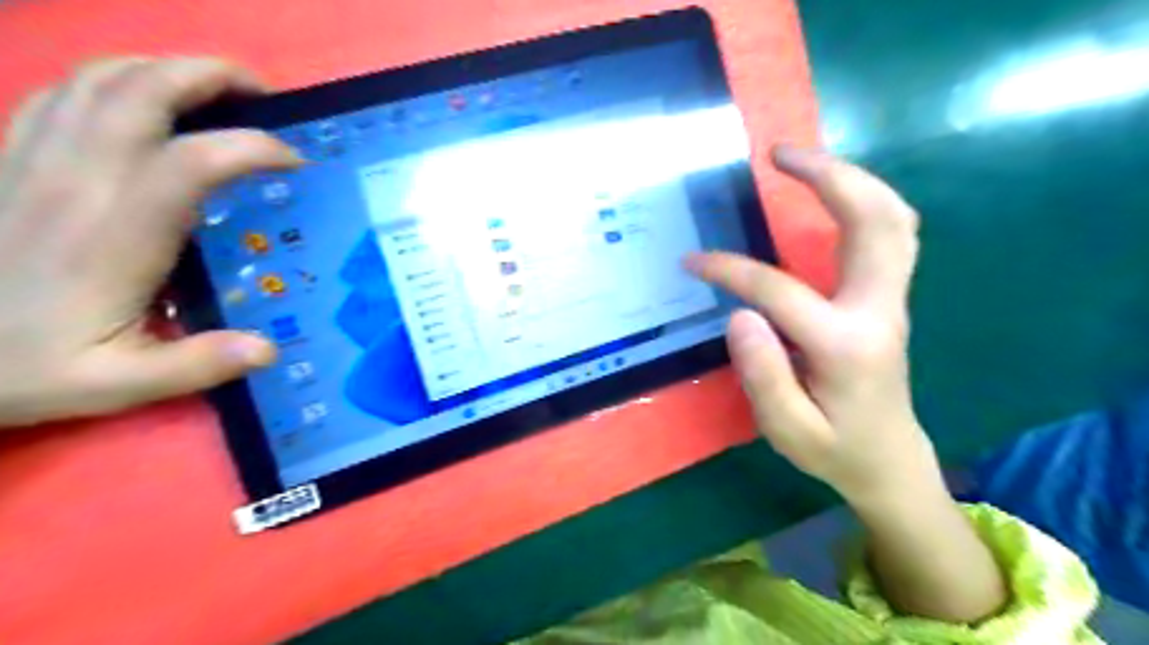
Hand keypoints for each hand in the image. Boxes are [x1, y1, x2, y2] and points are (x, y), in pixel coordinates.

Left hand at [0, 55, 302, 428]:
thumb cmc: (24, 366)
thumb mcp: (116, 384)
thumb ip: (196, 365)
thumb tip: (269, 349)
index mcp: (114, 236)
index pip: (191, 163)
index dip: (250, 148)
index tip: (294, 162)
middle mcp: (75, 182)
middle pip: (140, 92)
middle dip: (210, 76)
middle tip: (264, 94)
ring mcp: (34, 161)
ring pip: (98, 79)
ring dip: (165, 68)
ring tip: (215, 87)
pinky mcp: (11, 157)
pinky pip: (62, 92)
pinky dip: (114, 79)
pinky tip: (145, 100)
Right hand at [685, 146, 936, 504]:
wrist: (889, 461)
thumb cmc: (835, 451)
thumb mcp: (789, 430)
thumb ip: (764, 374)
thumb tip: (740, 313)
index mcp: (846, 346)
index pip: (780, 291)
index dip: (731, 270)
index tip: (693, 261)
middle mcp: (878, 310)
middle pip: (873, 220)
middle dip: (827, 175)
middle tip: (778, 154)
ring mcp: (892, 299)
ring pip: (893, 217)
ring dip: (851, 178)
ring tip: (801, 161)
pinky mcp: (890, 297)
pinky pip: (891, 232)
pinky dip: (864, 200)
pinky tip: (832, 194)